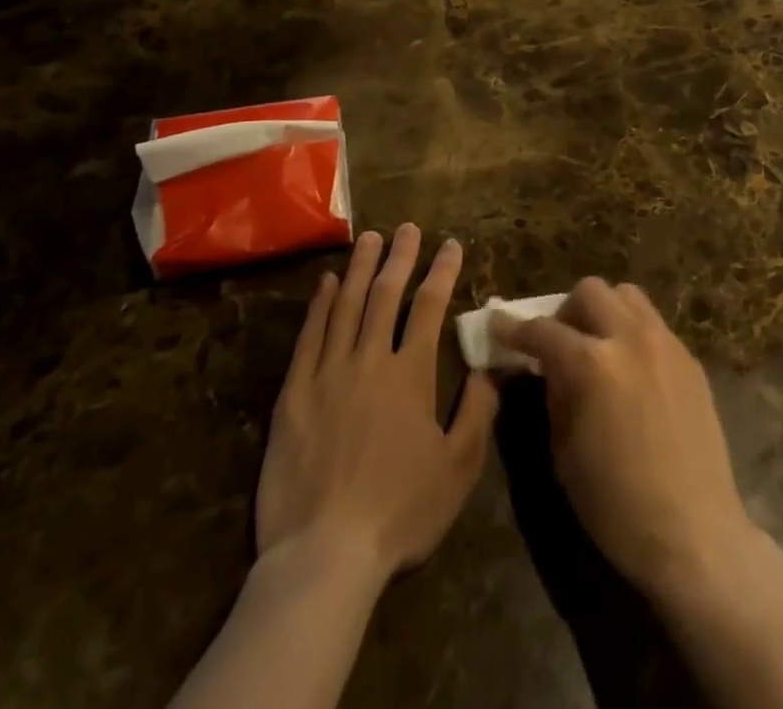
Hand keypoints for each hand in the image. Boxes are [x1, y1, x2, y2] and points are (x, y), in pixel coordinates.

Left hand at [256, 225, 497, 582]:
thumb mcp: (457, 470)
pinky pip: (309, 336)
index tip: (450, 244)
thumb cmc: (399, 512)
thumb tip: (488, 368)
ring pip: (346, 305)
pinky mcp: (293, 393)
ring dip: (360, 268)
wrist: (324, 553)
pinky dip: (320, 305)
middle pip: (386, 294)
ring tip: (369, 238)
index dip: (442, 271)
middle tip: (407, 228)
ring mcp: (327, 372)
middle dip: (400, 257)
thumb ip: (477, 413)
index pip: (430, 307)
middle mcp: (370, 360)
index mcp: (411, 374)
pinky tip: (327, 283)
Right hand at [495, 279, 757, 600]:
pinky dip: (632, 333)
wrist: (695, 534)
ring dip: (604, 311)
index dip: (513, 328)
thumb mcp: (564, 454)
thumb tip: (547, 368)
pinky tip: (631, 371)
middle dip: (565, 311)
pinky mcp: (690, 359)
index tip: (497, 326)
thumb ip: (554, 396)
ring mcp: (666, 344)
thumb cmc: (617, 506)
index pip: (543, 330)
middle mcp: (630, 338)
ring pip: (627, 295)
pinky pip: (654, 325)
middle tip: (559, 342)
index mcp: (593, 364)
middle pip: (590, 291)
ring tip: (598, 346)